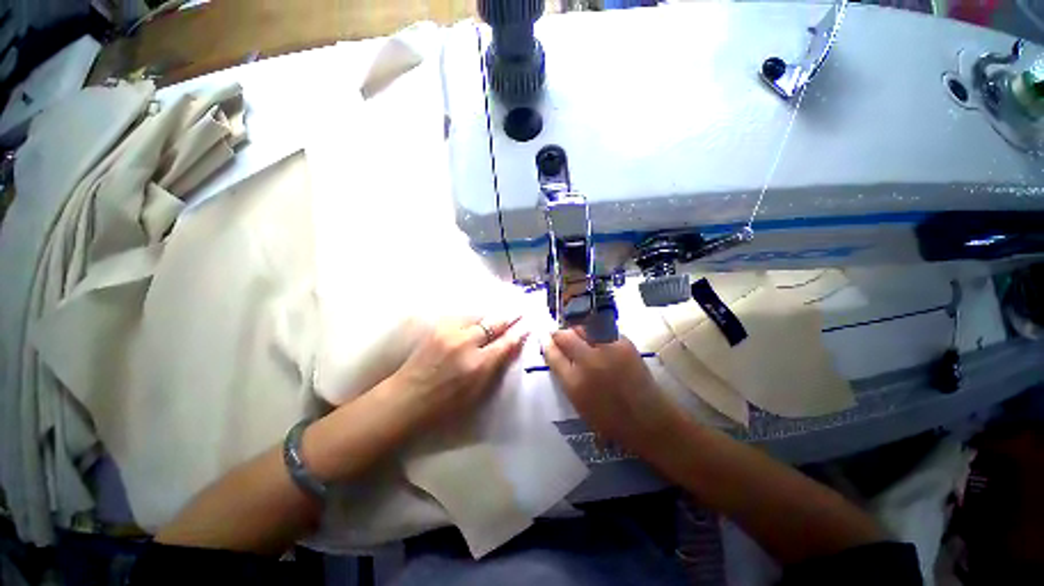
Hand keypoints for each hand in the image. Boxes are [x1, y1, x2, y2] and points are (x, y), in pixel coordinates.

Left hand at [391, 316, 527, 431]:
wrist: (406, 397)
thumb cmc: (444, 404)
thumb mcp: (477, 393)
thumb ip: (496, 368)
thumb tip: (511, 349)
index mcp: (478, 365)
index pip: (505, 343)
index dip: (518, 333)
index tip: (527, 326)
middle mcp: (466, 343)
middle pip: (494, 323)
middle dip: (509, 317)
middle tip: (519, 311)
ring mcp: (450, 332)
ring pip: (478, 316)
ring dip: (490, 316)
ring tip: (499, 315)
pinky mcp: (438, 327)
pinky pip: (463, 317)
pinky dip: (474, 318)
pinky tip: (477, 320)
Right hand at [543, 328, 684, 457]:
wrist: (648, 419)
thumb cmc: (609, 418)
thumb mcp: (578, 402)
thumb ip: (565, 376)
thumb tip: (555, 354)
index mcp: (574, 383)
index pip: (553, 354)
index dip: (546, 344)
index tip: (545, 339)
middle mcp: (589, 362)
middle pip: (566, 337)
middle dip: (558, 334)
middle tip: (559, 335)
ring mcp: (608, 350)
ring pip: (583, 328)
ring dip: (576, 331)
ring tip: (578, 336)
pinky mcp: (624, 343)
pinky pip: (602, 330)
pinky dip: (596, 333)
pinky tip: (597, 340)